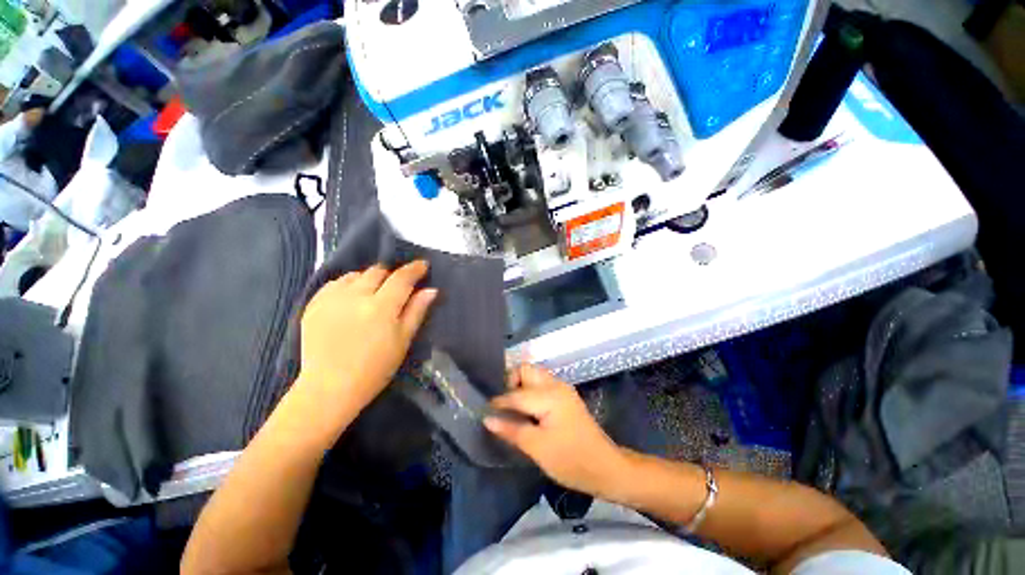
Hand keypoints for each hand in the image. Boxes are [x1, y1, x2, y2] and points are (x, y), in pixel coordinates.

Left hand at [297, 261, 436, 415]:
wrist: (329, 388)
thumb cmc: (375, 369)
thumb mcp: (403, 341)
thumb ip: (416, 311)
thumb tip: (431, 290)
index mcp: (381, 307)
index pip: (402, 278)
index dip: (414, 269)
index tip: (423, 265)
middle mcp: (355, 296)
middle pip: (377, 271)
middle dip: (391, 274)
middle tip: (397, 286)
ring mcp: (331, 299)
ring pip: (355, 275)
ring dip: (369, 279)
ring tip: (373, 292)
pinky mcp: (314, 305)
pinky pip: (335, 283)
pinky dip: (348, 285)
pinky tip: (351, 299)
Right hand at [484, 364, 625, 497]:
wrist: (605, 468)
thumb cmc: (571, 460)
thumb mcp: (537, 448)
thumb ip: (511, 430)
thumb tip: (487, 419)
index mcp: (549, 395)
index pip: (516, 393)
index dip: (499, 402)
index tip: (484, 411)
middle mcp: (556, 385)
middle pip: (526, 370)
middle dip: (511, 383)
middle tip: (504, 408)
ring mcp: (562, 389)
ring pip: (534, 376)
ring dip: (521, 387)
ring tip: (513, 410)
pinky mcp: (565, 397)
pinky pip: (541, 385)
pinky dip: (530, 392)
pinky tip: (527, 412)